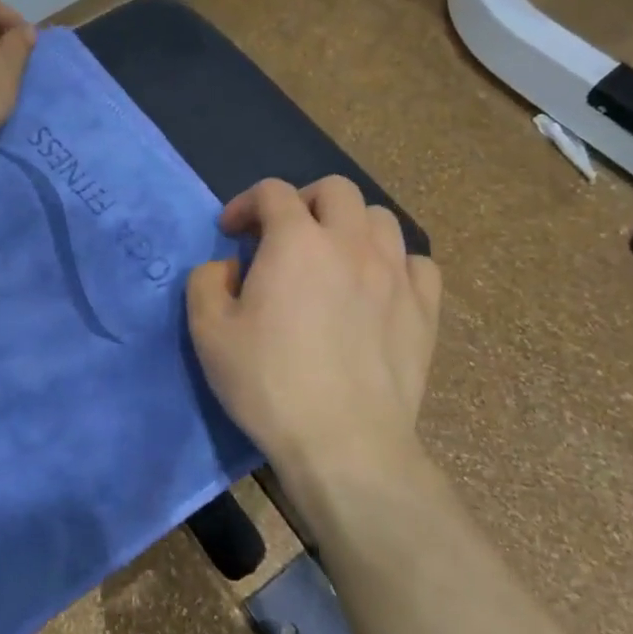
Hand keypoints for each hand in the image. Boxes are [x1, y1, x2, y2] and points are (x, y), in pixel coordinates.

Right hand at [187, 177, 441, 483]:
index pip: (272, 191)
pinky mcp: (425, 309)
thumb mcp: (209, 332)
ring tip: (333, 257)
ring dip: (350, 226)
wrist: (345, 444)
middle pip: (335, 189)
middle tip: (285, 235)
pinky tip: (378, 287)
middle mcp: (350, 242)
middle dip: (303, 201)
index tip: (232, 233)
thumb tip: (228, 268)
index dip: (246, 203)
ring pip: (380, 218)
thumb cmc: (270, 384)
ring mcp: (395, 273)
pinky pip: (417, 262)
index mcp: (296, 241)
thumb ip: (207, 282)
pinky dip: (394, 262)